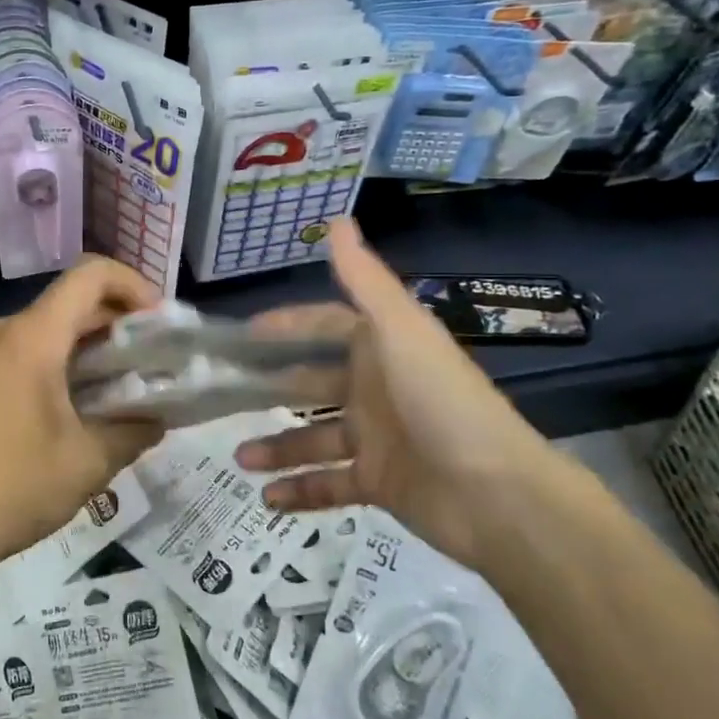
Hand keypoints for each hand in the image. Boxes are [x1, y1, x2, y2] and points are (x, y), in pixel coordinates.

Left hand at [0, 256, 164, 581]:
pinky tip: (79, 405)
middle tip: (153, 359)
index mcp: (32, 337)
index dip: (134, 285)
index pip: (90, 275)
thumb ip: (134, 431)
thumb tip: (156, 419)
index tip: (160, 323)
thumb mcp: (88, 463)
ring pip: (47, 330)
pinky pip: (24, 353)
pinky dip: (60, 363)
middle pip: (70, 302)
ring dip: (89, 347)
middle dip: (118, 322)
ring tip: (123, 385)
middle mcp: (3, 333)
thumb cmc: (13, 487)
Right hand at [234, 218, 576, 570]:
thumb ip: (365, 280)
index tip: (243, 333)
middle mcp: (375, 389)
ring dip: (277, 447)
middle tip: (222, 396)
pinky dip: (299, 491)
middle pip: (311, 383)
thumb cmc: (441, 401)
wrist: (496, 494)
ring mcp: (376, 439)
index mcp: (381, 349)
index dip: (286, 326)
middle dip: (270, 388)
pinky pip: (329, 485)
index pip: (324, 328)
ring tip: (239, 457)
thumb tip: (336, 220)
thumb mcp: (400, 331)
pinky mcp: (378, 484)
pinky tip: (266, 498)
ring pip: (313, 438)